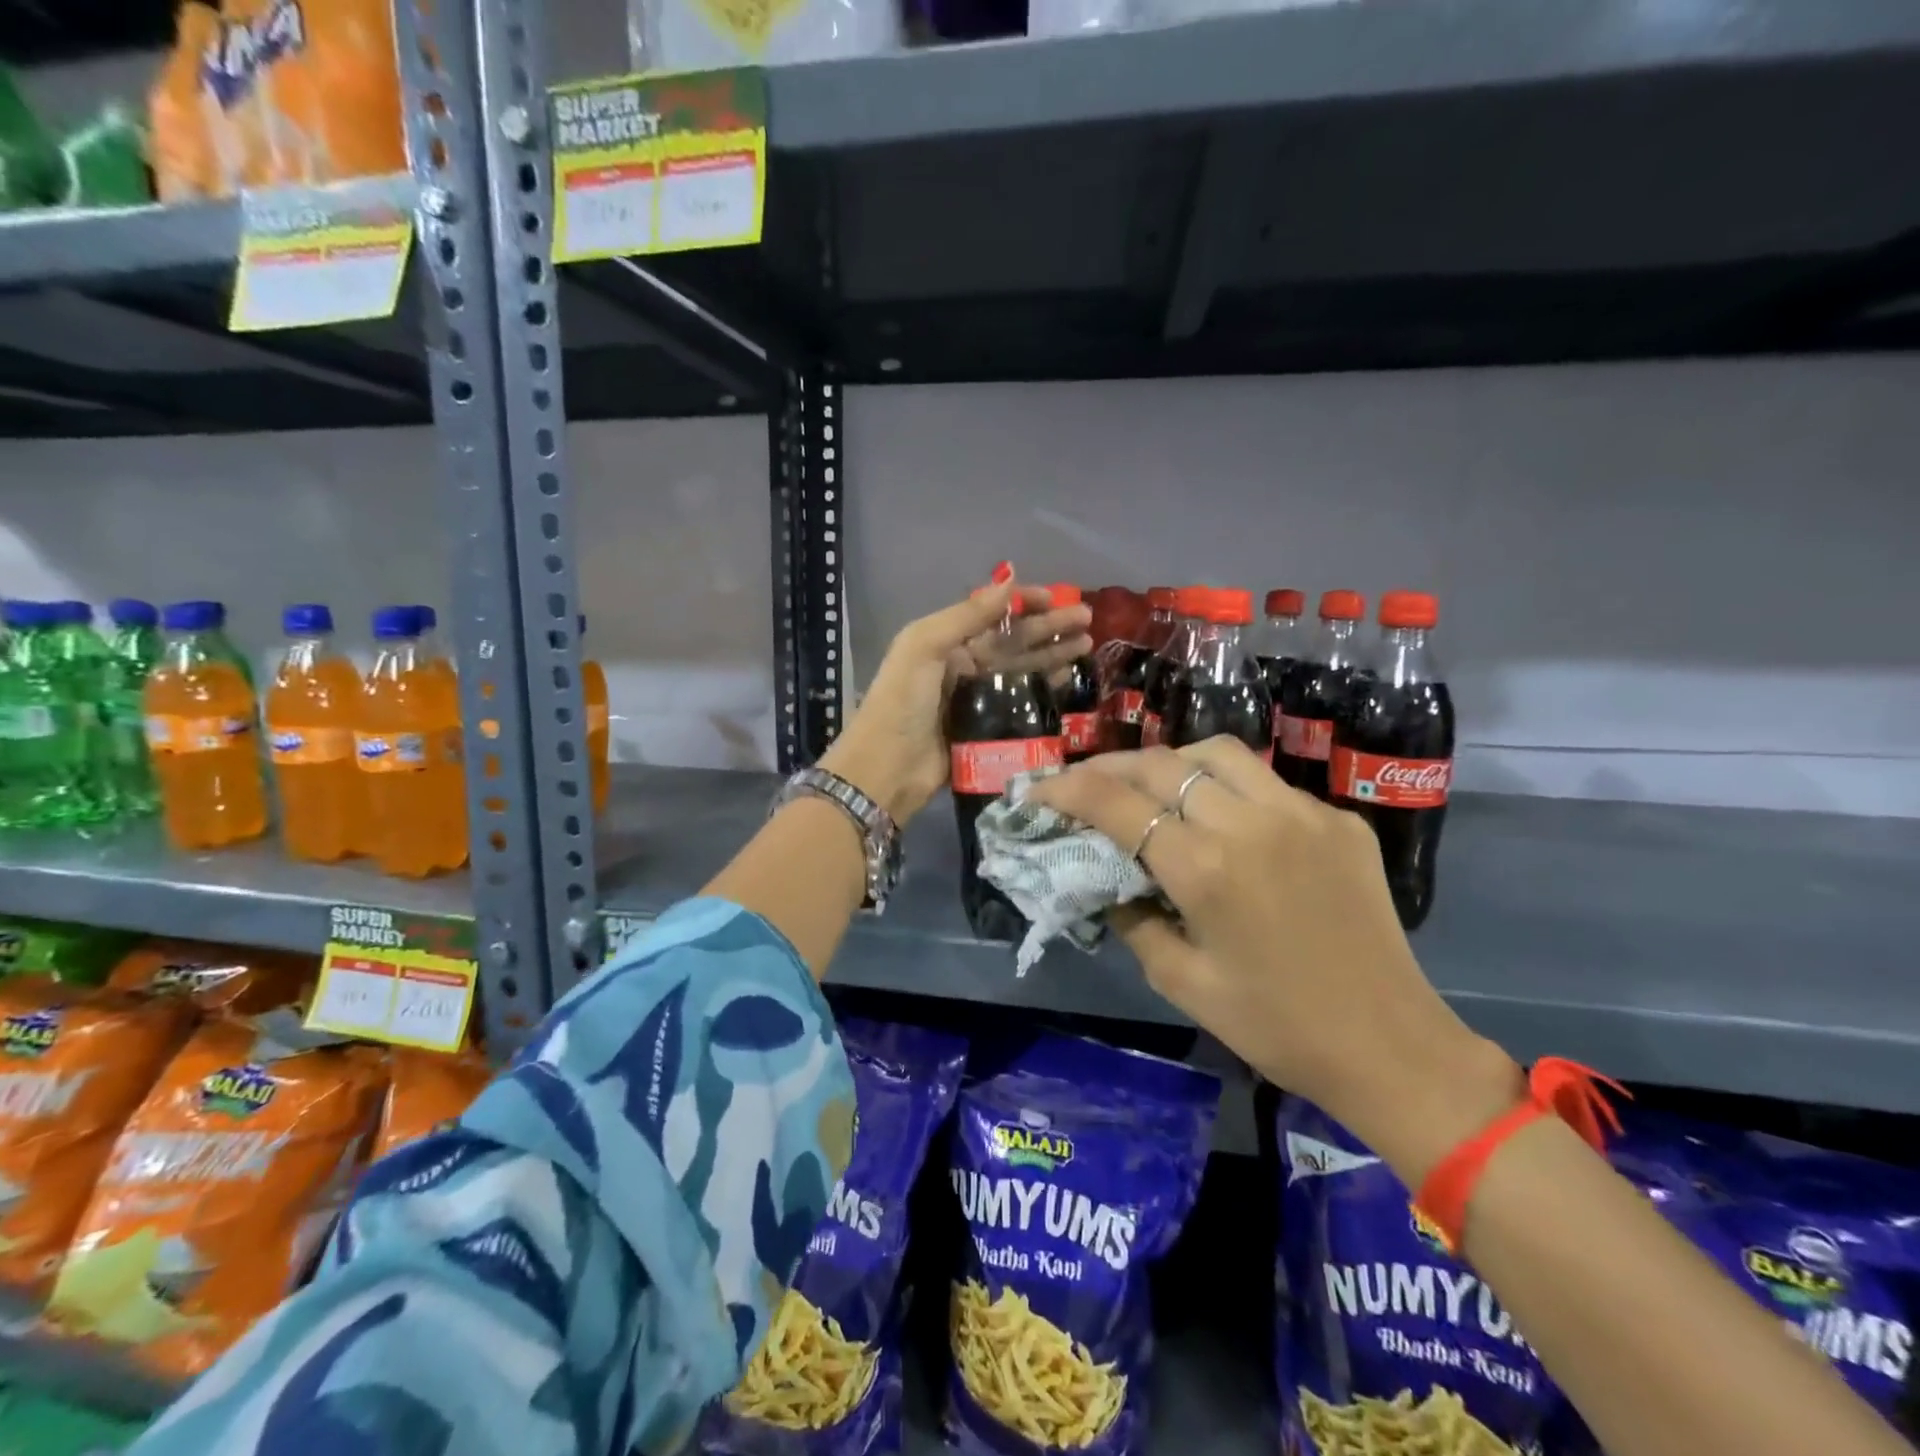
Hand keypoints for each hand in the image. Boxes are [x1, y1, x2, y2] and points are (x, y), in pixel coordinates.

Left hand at [819, 580, 1091, 824]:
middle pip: (1014, 641)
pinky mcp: (989, 730)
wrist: (888, 768)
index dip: (1025, 604)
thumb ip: (967, 615)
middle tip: (1088, 619)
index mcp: (946, 642)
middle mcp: (963, 666)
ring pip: (1023, 670)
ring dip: (1053, 655)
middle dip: (1050, 628)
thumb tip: (1010, 583)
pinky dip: (1045, 691)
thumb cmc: (902, 701)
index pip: (993, 616)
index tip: (1057, 597)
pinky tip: (1068, 680)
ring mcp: (978, 699)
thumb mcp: (924, 646)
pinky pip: (1022, 704)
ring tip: (1087, 645)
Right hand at [1024, 739, 1520, 1184]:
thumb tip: (1109, 880)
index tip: (1038, 792)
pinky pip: (1268, 784)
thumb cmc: (1275, 1027)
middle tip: (1085, 785)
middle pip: (1161, 764)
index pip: (1117, 804)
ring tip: (1151, 787)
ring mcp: (1302, 814)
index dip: (1066, 790)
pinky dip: (1229, 788)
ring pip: (1217, 753)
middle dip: (1110, 767)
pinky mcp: (1338, 820)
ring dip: (1171, 762)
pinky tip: (1224, 820)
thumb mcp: (1182, 982)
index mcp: (1205, 870)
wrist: (1390, 1047)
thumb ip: (1133, 920)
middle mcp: (1250, 824)